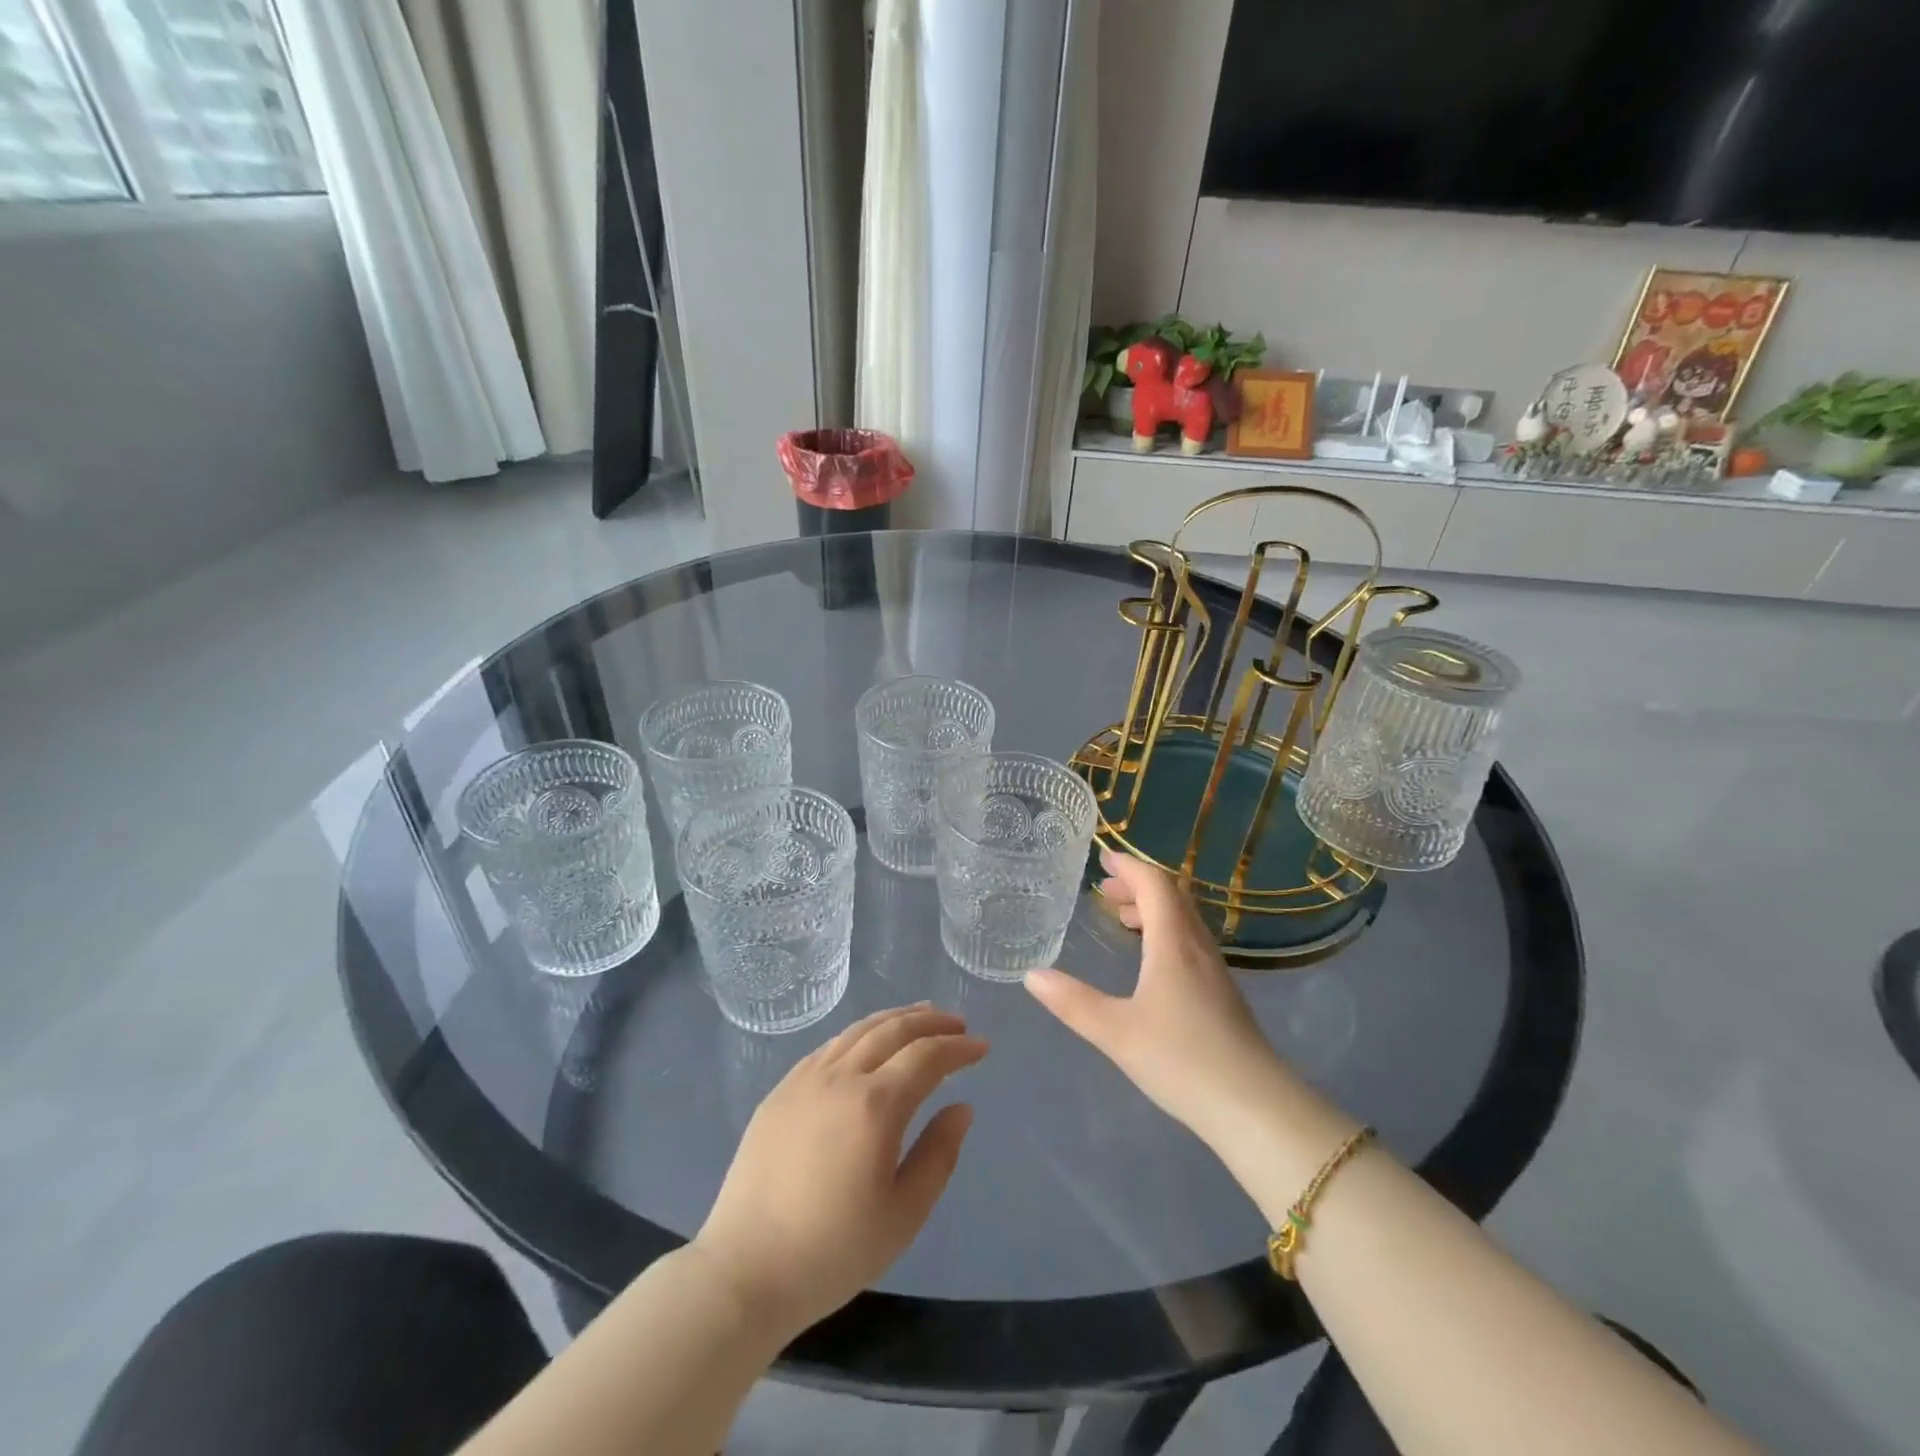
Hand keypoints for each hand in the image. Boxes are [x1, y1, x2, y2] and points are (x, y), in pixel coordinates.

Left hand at [692, 1004, 985, 1337]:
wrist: (744, 1270)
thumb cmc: (832, 1252)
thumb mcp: (903, 1215)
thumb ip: (938, 1155)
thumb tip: (961, 1108)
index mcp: (875, 1105)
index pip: (927, 1057)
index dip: (958, 1047)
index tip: (981, 1046)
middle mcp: (841, 1077)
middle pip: (894, 1030)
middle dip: (931, 1022)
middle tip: (958, 1023)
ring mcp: (806, 1079)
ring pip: (859, 1030)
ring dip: (896, 1019)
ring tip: (920, 1016)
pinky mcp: (781, 1090)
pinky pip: (829, 1046)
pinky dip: (860, 1033)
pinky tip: (868, 1042)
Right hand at [1024, 849, 1288, 1147]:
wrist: (1254, 1107)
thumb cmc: (1182, 1060)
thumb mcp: (1116, 1032)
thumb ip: (1073, 1002)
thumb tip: (1032, 975)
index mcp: (1174, 943)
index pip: (1155, 884)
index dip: (1129, 867)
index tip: (1103, 859)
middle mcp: (1198, 947)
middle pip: (1172, 897)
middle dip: (1138, 886)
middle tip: (1105, 891)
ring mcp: (1215, 971)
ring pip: (1184, 921)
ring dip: (1153, 909)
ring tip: (1123, 920)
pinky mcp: (1222, 995)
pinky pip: (1190, 942)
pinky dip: (1165, 933)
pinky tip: (1151, 963)